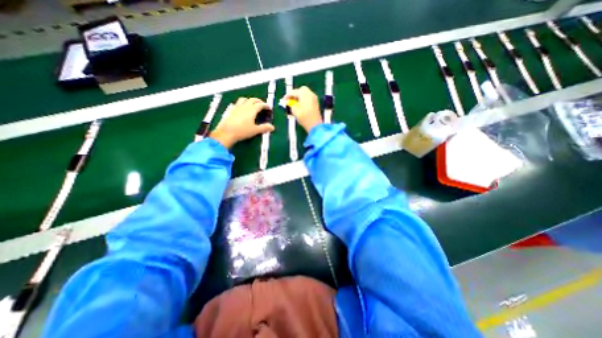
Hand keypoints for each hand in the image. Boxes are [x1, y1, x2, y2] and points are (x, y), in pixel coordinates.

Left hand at [210, 97, 273, 147]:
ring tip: (251, 104)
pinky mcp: (230, 110)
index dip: (265, 105)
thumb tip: (272, 127)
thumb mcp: (255, 130)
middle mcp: (244, 106)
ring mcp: (236, 107)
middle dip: (258, 101)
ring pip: (244, 99)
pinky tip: (241, 108)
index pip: (260, 104)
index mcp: (251, 110)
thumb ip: (264, 128)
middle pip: (252, 100)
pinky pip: (237, 103)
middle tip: (262, 104)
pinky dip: (241, 103)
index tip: (268, 107)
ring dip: (249, 100)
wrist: (226, 132)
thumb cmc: (242, 131)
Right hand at [284, 86, 320, 131]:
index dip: (287, 96)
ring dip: (299, 96)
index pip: (294, 92)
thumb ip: (290, 104)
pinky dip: (304, 99)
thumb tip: (289, 102)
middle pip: (301, 90)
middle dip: (295, 94)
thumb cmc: (304, 118)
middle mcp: (310, 94)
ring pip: (306, 93)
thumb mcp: (295, 111)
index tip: (283, 100)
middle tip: (290, 100)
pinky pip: (308, 97)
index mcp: (304, 94)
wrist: (315, 125)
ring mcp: (314, 98)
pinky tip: (300, 105)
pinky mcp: (316, 103)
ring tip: (294, 103)